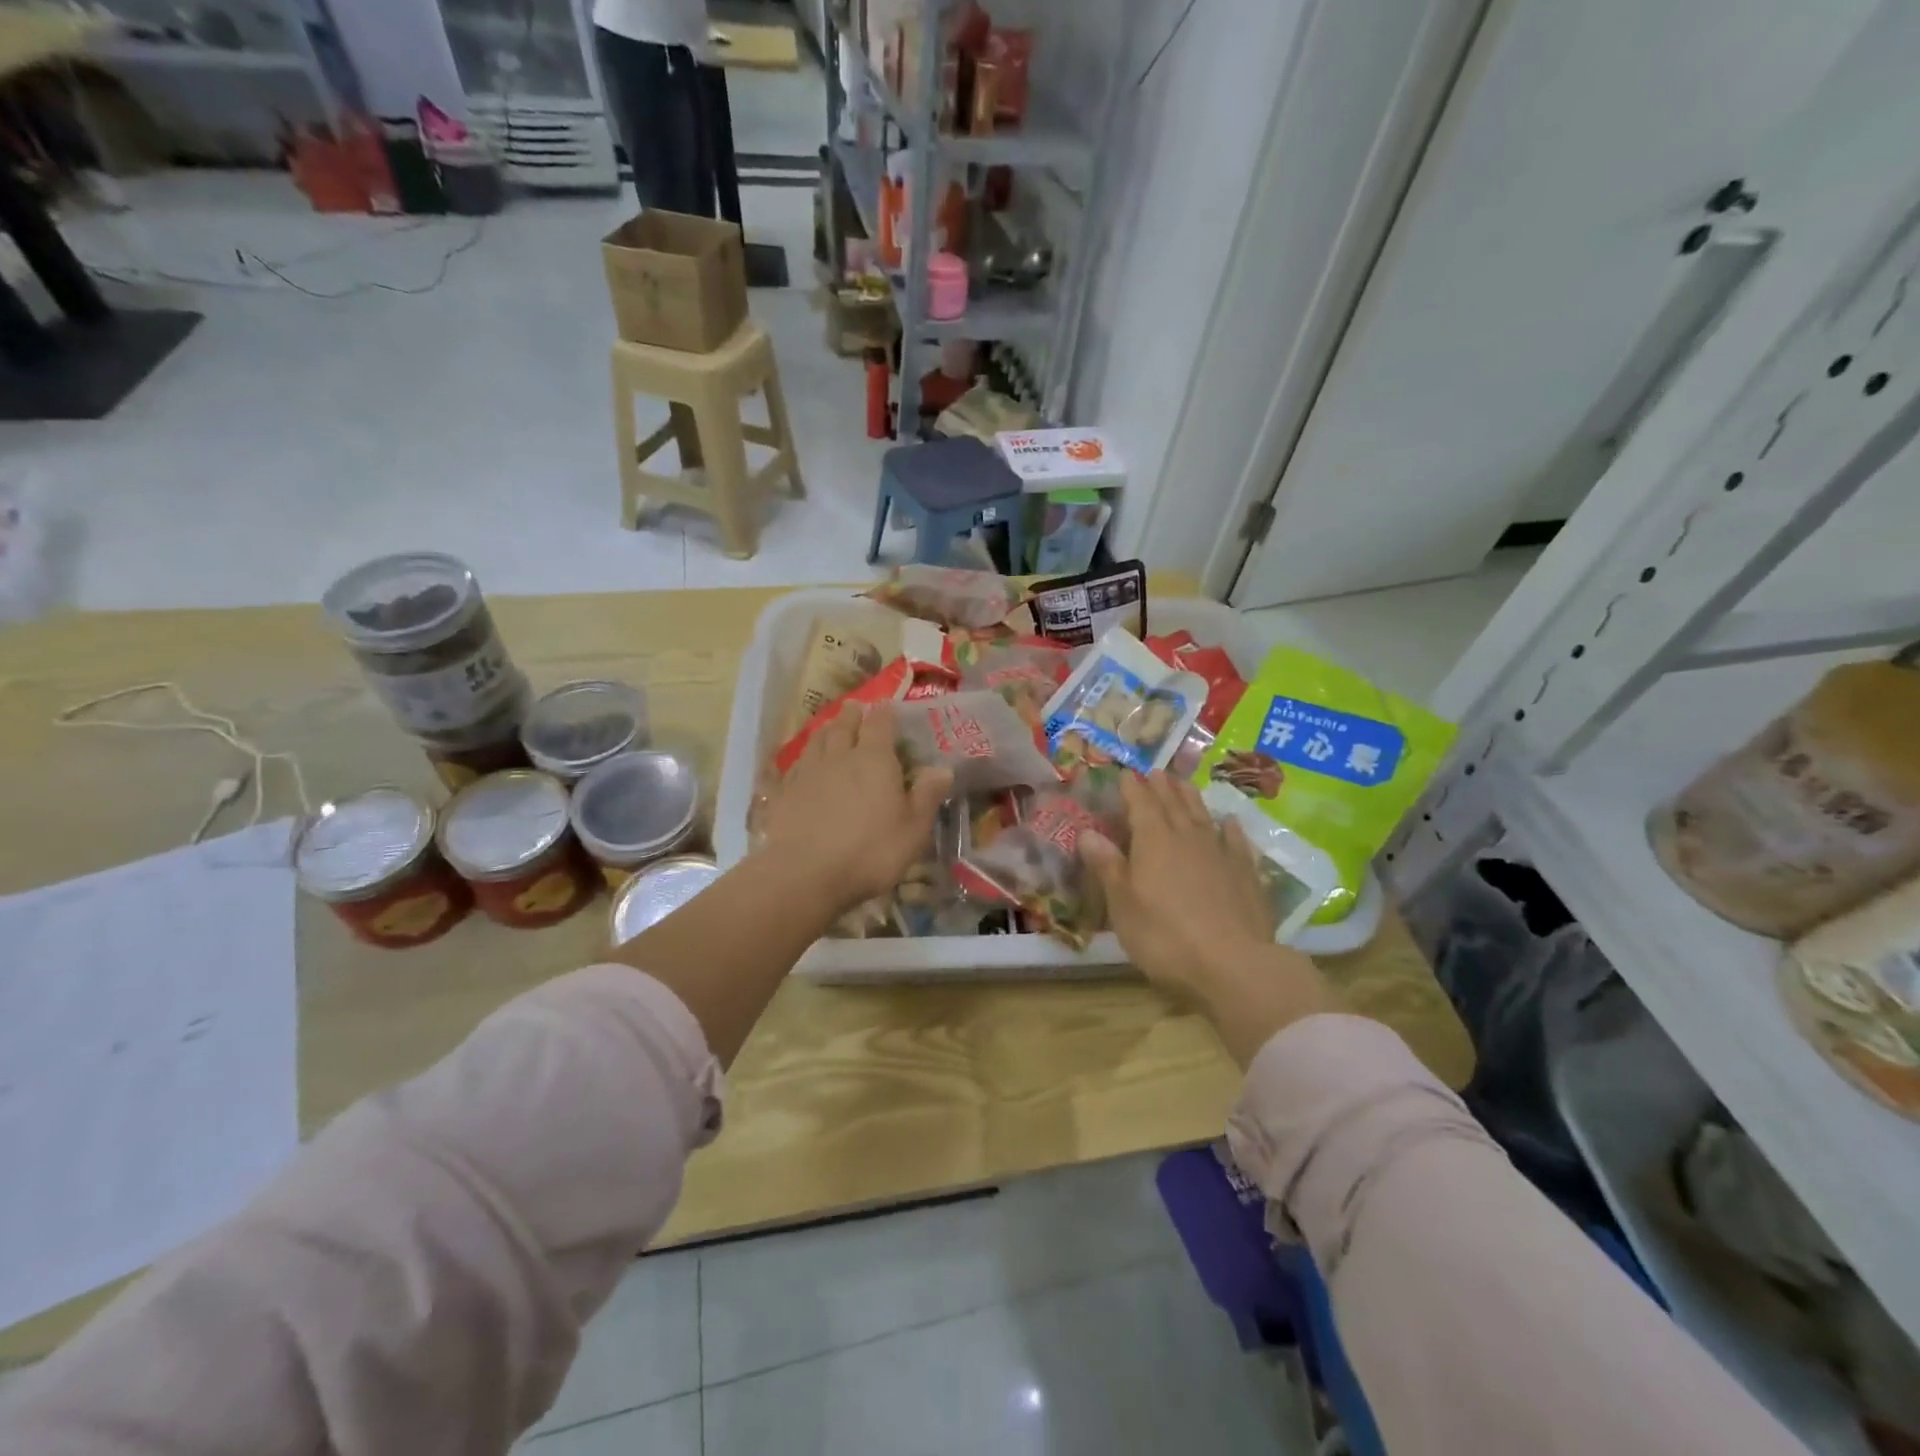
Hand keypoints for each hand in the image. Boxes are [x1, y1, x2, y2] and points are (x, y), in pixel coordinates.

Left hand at [757, 701, 952, 915]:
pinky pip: (792, 767)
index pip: (880, 723)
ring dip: (826, 731)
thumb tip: (943, 768)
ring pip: (817, 741)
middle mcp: (839, 756)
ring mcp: (807, 773)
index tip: (889, 707)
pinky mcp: (783, 793)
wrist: (806, 875)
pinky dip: (801, 760)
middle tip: (855, 708)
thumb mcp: (913, 829)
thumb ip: (927, 796)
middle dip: (852, 715)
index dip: (886, 713)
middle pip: (844, 726)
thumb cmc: (870, 852)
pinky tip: (800, 765)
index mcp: (874, 759)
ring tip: (830, 728)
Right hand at [1084, 773, 1334, 1064]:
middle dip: (1161, 786)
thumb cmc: (1165, 936)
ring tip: (1184, 783)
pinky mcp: (1247, 875)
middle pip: (1173, 804)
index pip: (1140, 804)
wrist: (1234, 966)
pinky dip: (1230, 828)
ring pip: (1203, 816)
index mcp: (1153, 841)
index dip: (1131, 787)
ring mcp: (1220, 854)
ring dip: (1191, 798)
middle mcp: (1187, 838)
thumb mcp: (1123, 905)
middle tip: (1156, 770)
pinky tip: (1229, 822)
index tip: (1125, 773)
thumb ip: (1107, 866)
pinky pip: (1236, 842)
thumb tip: (1087, 832)